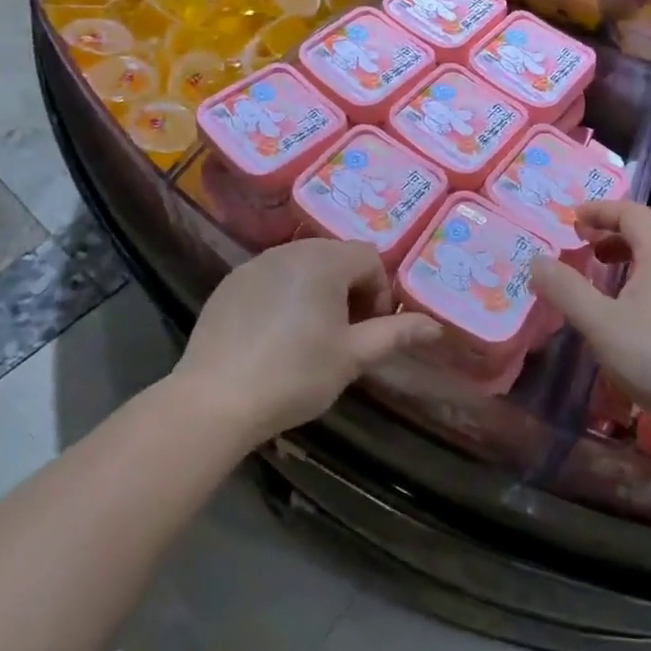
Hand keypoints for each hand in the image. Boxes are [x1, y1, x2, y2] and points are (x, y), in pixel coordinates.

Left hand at [178, 239, 440, 445]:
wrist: (214, 401)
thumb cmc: (294, 375)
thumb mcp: (352, 357)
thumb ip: (395, 334)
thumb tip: (436, 326)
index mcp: (325, 260)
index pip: (369, 258)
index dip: (378, 293)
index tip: (369, 331)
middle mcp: (290, 250)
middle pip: (336, 257)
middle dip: (349, 289)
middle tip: (344, 334)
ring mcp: (255, 264)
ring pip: (302, 265)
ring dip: (317, 290)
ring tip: (310, 334)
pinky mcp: (229, 283)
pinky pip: (271, 277)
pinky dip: (284, 295)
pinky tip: (274, 335)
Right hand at [528, 202, 650, 438]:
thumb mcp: (600, 323)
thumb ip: (566, 289)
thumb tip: (536, 261)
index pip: (631, 212)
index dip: (600, 210)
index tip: (573, 220)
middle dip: (616, 232)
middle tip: (589, 248)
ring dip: (635, 256)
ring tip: (610, 279)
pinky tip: (638, 312)